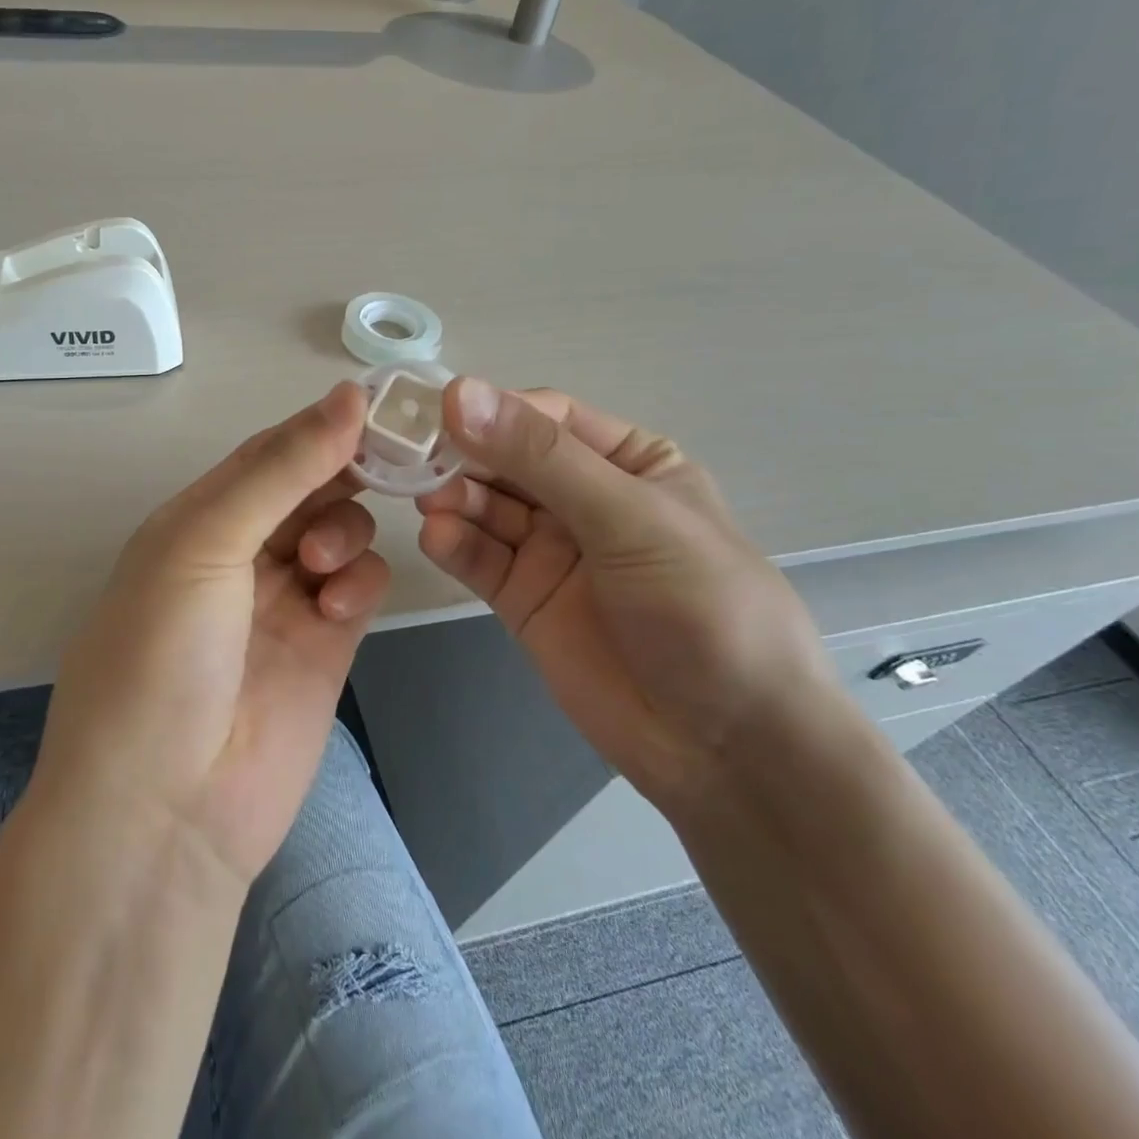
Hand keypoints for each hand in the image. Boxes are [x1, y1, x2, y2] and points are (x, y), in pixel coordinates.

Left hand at [32, 382, 389, 886]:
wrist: (167, 810)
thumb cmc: (163, 657)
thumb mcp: (204, 543)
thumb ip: (280, 469)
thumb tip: (348, 394)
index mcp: (197, 519)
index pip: (267, 452)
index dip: (317, 426)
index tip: (377, 404)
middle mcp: (241, 552)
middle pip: (310, 486)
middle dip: (342, 474)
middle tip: (382, 468)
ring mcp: (285, 599)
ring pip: (342, 530)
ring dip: (345, 530)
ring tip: (320, 565)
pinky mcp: (325, 645)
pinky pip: (359, 586)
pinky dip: (359, 581)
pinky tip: (339, 606)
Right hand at [416, 378, 835, 811]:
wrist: (728, 747)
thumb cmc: (703, 609)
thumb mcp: (630, 518)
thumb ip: (542, 458)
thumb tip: (460, 391)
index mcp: (627, 462)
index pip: (545, 418)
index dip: (492, 409)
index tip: (437, 411)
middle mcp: (583, 498)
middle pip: (505, 459)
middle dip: (462, 455)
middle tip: (411, 456)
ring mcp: (550, 549)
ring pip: (485, 507)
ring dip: (453, 498)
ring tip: (427, 502)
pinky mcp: (523, 597)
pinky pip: (479, 557)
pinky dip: (453, 543)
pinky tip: (436, 538)